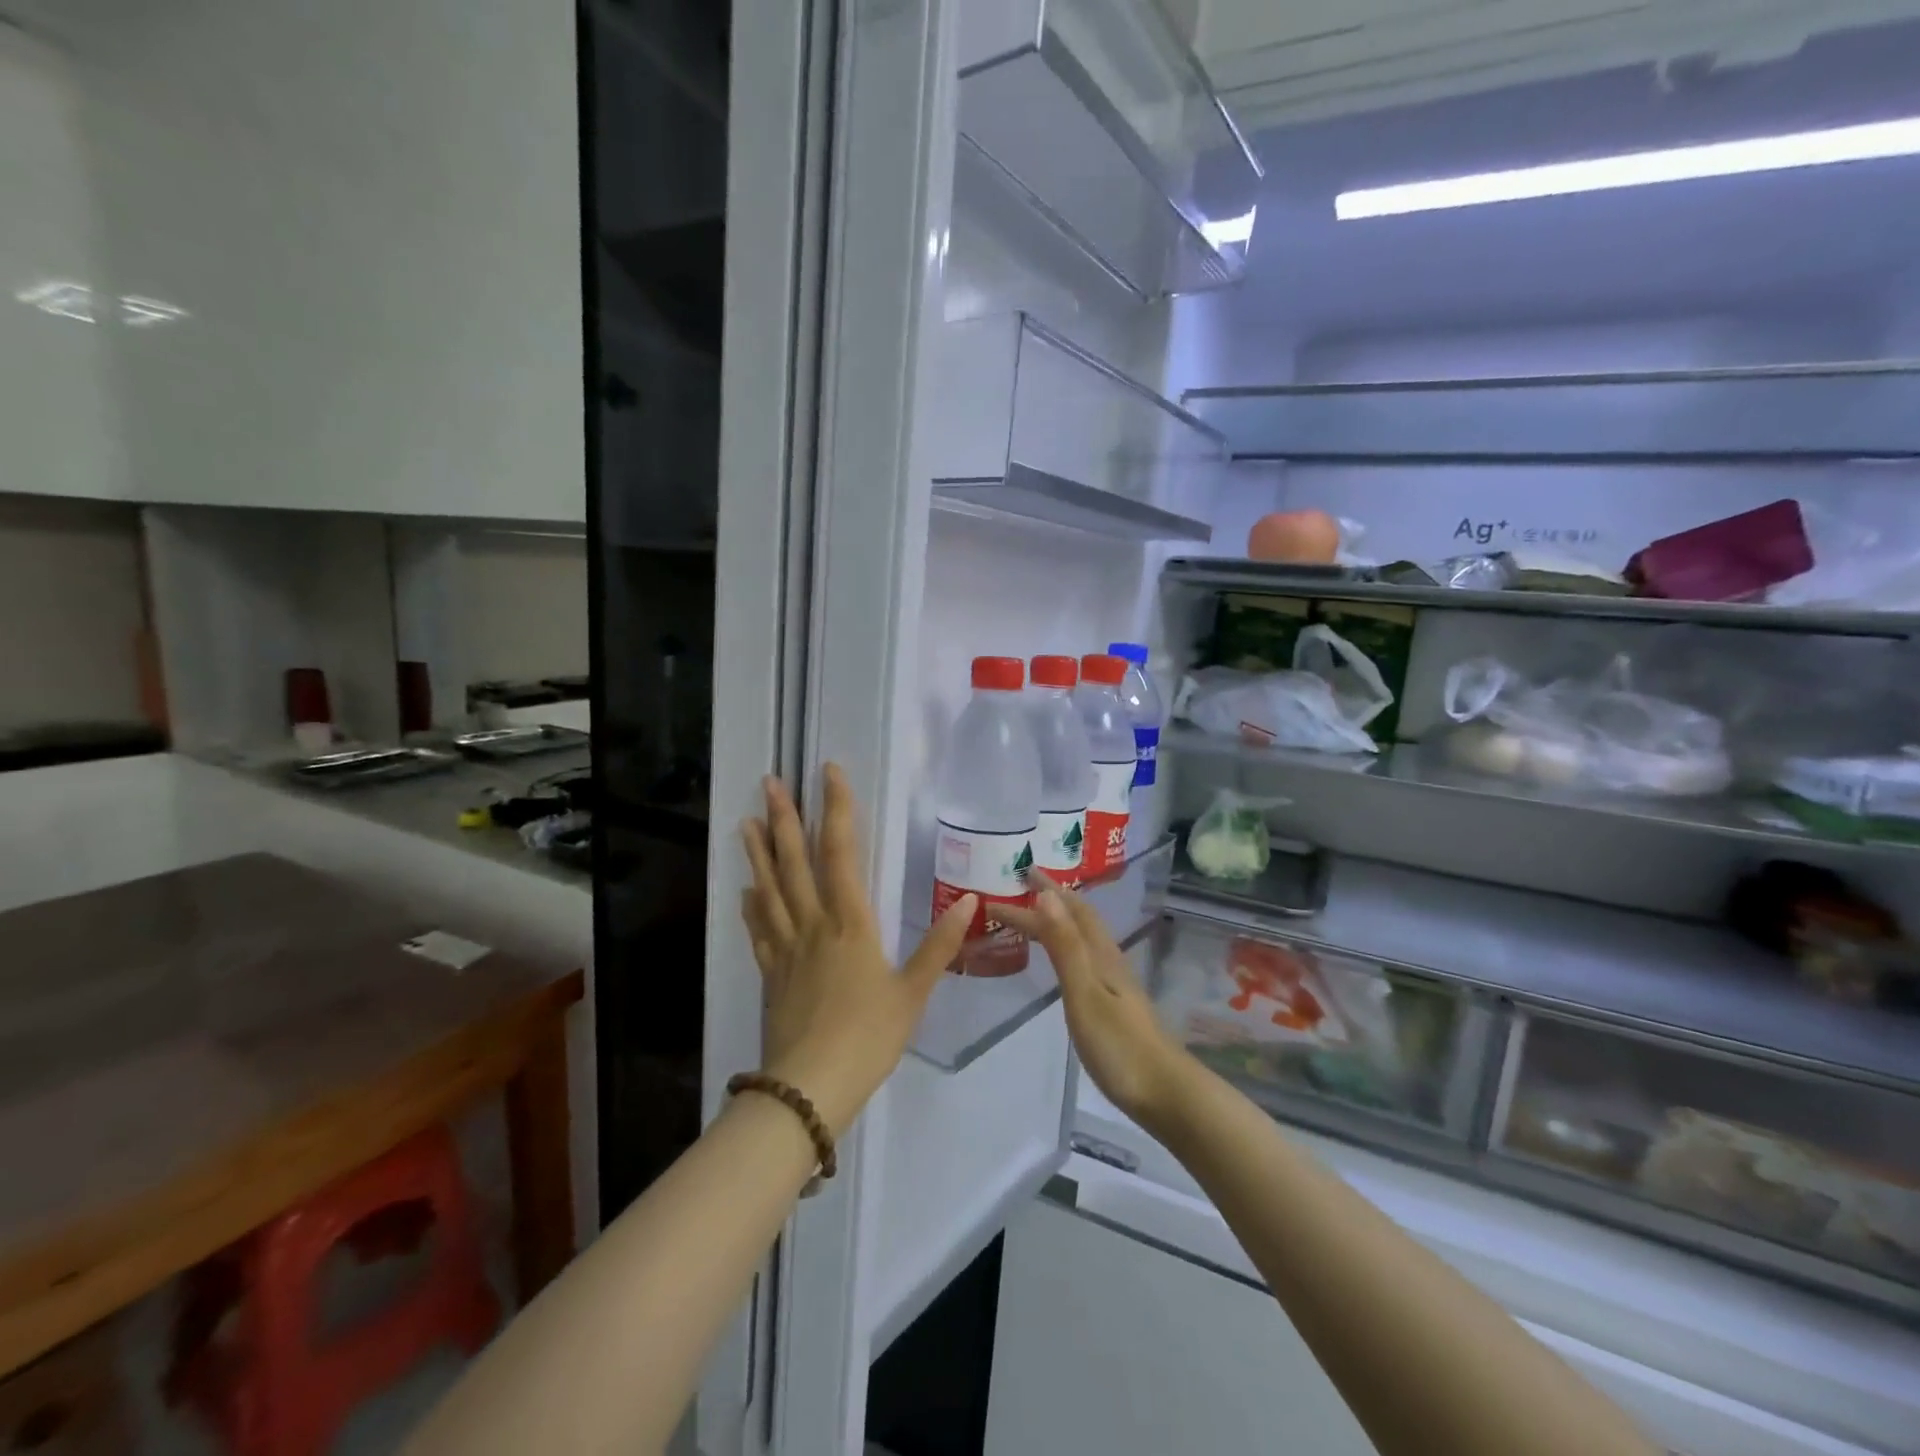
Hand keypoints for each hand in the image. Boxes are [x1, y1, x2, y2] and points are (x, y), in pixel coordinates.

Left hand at [740, 764, 975, 1135]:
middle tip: (769, 782)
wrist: (810, 1087)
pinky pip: (759, 930)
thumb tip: (969, 901)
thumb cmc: (868, 1037)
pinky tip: (745, 891)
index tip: (828, 773)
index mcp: (850, 923)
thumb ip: (939, 945)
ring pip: (770, 889)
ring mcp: (786, 948)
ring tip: (746, 821)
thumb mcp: (913, 992)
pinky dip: (751, 906)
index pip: (841, 852)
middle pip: (794, 862)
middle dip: (784, 819)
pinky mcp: (770, 973)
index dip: (836, 809)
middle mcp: (813, 924)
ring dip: (759, 853)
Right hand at [1002, 874, 1191, 1131]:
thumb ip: (1065, 946)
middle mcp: (1109, 961)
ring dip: (1059, 921)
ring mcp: (1115, 984)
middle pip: (1079, 919)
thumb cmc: (1120, 1046)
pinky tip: (1063, 962)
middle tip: (1020, 886)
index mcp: (1100, 955)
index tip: (1013, 878)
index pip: (1068, 912)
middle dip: (1051, 899)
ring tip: (1035, 914)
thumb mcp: (1085, 993)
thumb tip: (1047, 895)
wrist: (1167, 1095)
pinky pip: (1084, 959)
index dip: (1041, 894)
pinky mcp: (1115, 1006)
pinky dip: (1066, 947)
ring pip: (1083, 938)